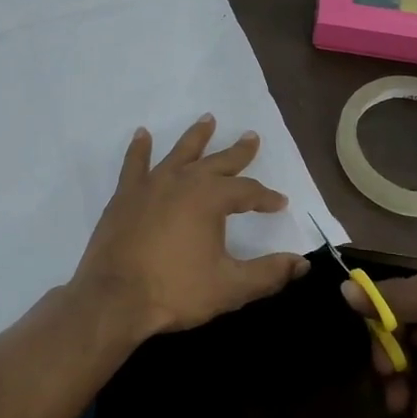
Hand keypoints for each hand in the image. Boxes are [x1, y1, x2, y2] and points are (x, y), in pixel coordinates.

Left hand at [73, 115, 309, 337]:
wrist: (113, 298)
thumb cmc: (175, 291)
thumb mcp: (230, 287)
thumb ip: (268, 273)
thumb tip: (302, 263)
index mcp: (211, 198)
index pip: (248, 191)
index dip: (266, 197)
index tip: (279, 203)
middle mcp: (183, 181)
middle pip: (217, 162)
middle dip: (238, 152)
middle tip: (251, 137)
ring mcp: (151, 185)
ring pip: (180, 153)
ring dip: (196, 136)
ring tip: (208, 119)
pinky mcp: (125, 196)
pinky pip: (135, 164)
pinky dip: (139, 148)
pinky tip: (142, 134)